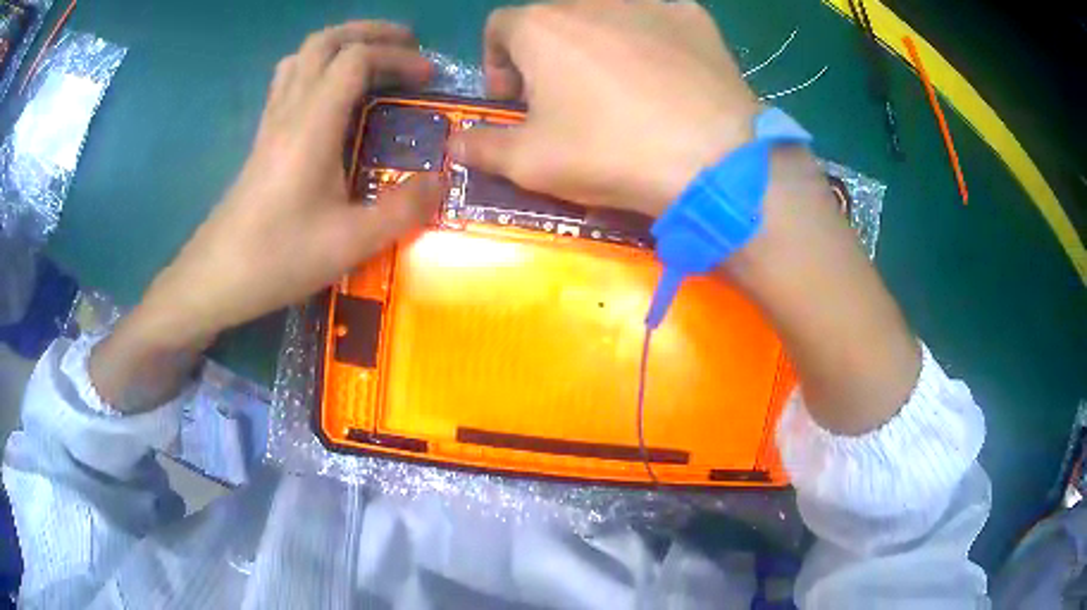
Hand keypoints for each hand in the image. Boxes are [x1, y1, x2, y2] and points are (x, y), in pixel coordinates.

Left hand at [138, 21, 439, 348]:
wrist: (214, 280)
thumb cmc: (278, 258)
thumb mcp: (351, 243)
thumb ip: (403, 209)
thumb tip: (441, 180)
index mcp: (311, 125)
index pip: (356, 59)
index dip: (397, 57)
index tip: (428, 78)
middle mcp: (288, 111)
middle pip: (324, 41)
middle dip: (369, 32)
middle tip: (405, 44)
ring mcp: (270, 123)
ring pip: (301, 56)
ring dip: (340, 45)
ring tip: (370, 60)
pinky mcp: (261, 140)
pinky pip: (288, 81)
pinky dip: (316, 68)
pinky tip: (330, 94)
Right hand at [452, 1, 919, 434]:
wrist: (714, 159)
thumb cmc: (610, 153)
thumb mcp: (529, 162)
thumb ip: (480, 145)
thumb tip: (454, 141)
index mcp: (541, 25)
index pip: (499, 28)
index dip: (497, 64)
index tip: (513, 100)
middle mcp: (590, 0)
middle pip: (552, 20)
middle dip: (545, 56)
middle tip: (565, 100)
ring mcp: (648, 2)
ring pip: (605, 16)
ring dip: (596, 45)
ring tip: (618, 88)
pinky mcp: (694, 16)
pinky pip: (657, 19)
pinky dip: (648, 40)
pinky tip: (664, 76)